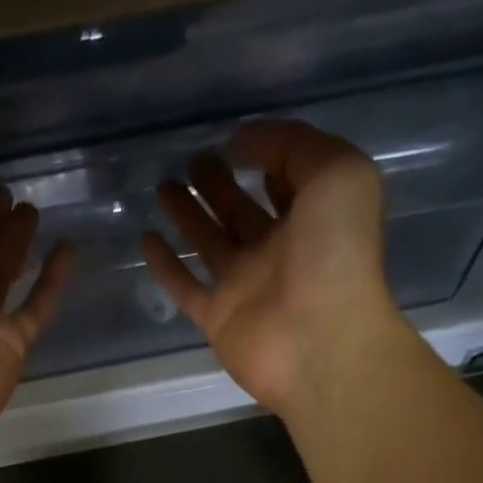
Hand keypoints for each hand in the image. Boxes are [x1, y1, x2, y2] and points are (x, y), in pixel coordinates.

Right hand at [141, 121, 397, 418]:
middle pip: (242, 211)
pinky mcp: (217, 319)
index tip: (237, 141)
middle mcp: (278, 251)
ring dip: (188, 216)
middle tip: (193, 161)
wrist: (320, 342)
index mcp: (313, 218)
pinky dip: (166, 266)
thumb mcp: (336, 173)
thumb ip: (292, 145)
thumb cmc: (337, 255)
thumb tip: (240, 142)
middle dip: (219, 185)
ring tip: (164, 187)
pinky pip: (185, 287)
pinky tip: (146, 239)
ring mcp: (245, 287)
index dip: (268, 158)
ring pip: (210, 244)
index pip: (288, 182)